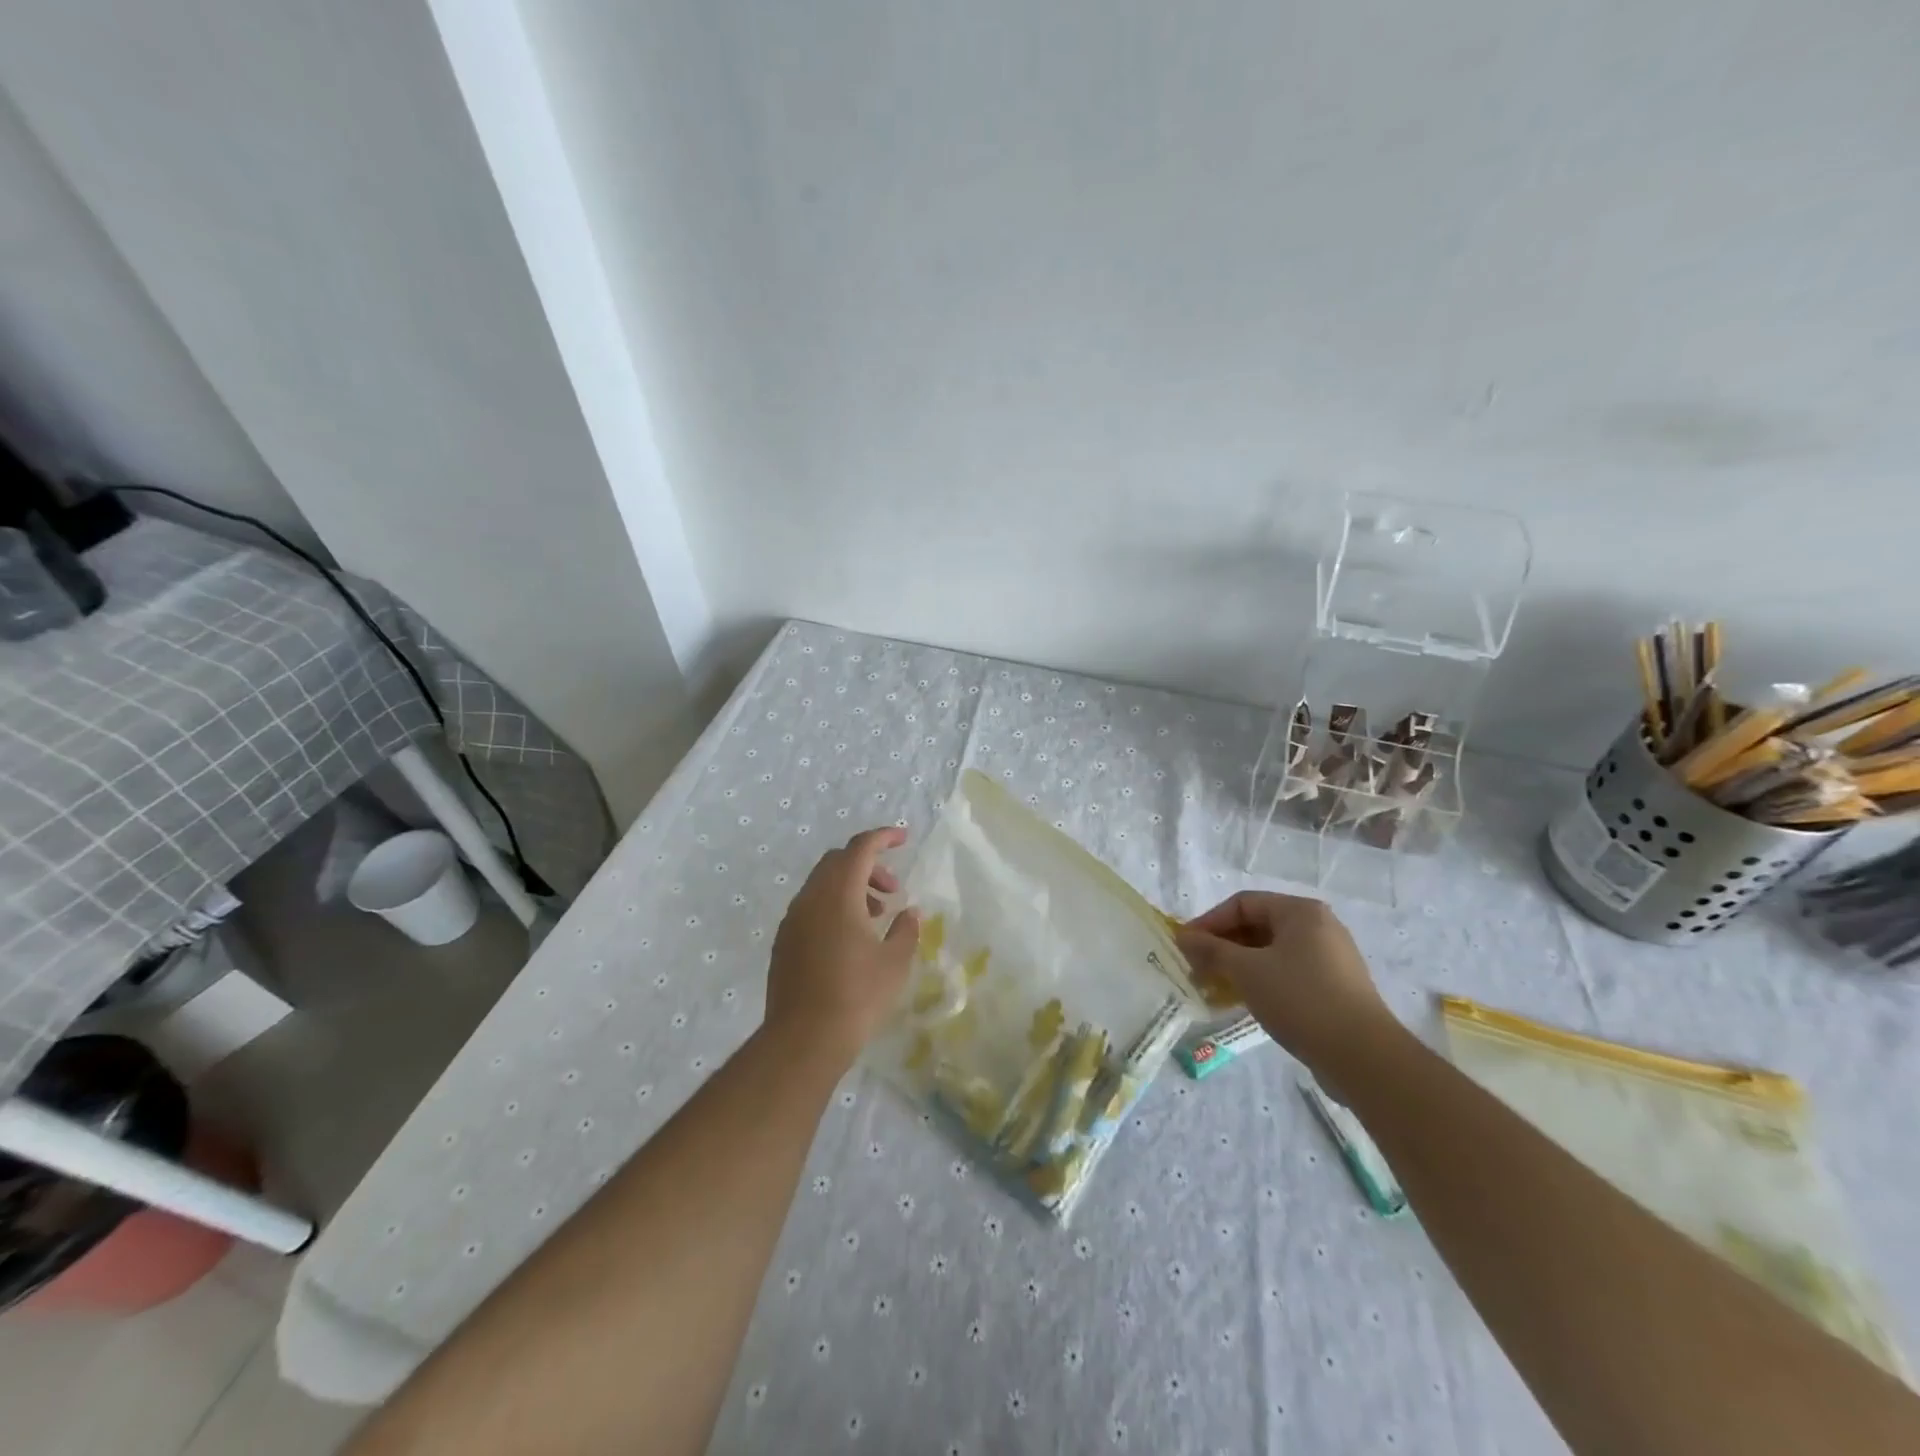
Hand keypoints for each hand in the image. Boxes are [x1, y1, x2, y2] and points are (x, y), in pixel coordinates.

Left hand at [765, 827, 920, 1069]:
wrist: (803, 1040)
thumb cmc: (857, 996)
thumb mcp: (894, 963)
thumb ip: (905, 930)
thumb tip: (910, 912)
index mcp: (838, 894)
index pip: (860, 848)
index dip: (882, 837)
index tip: (903, 838)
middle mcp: (810, 899)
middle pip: (838, 862)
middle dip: (868, 865)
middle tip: (893, 890)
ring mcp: (792, 921)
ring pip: (822, 885)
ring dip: (851, 888)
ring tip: (877, 916)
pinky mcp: (784, 942)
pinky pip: (811, 907)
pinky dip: (834, 906)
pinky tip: (851, 938)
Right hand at [1175, 892, 1396, 1078]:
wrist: (1363, 1057)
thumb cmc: (1300, 999)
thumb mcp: (1246, 971)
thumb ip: (1211, 950)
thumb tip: (1183, 937)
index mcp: (1300, 912)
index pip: (1242, 903)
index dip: (1209, 922)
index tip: (1185, 946)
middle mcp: (1318, 927)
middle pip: (1257, 926)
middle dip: (1222, 946)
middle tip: (1196, 968)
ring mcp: (1330, 958)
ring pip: (1271, 952)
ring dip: (1238, 966)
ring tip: (1214, 987)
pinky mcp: (1334, 987)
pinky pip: (1287, 973)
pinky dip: (1261, 980)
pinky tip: (1242, 1001)